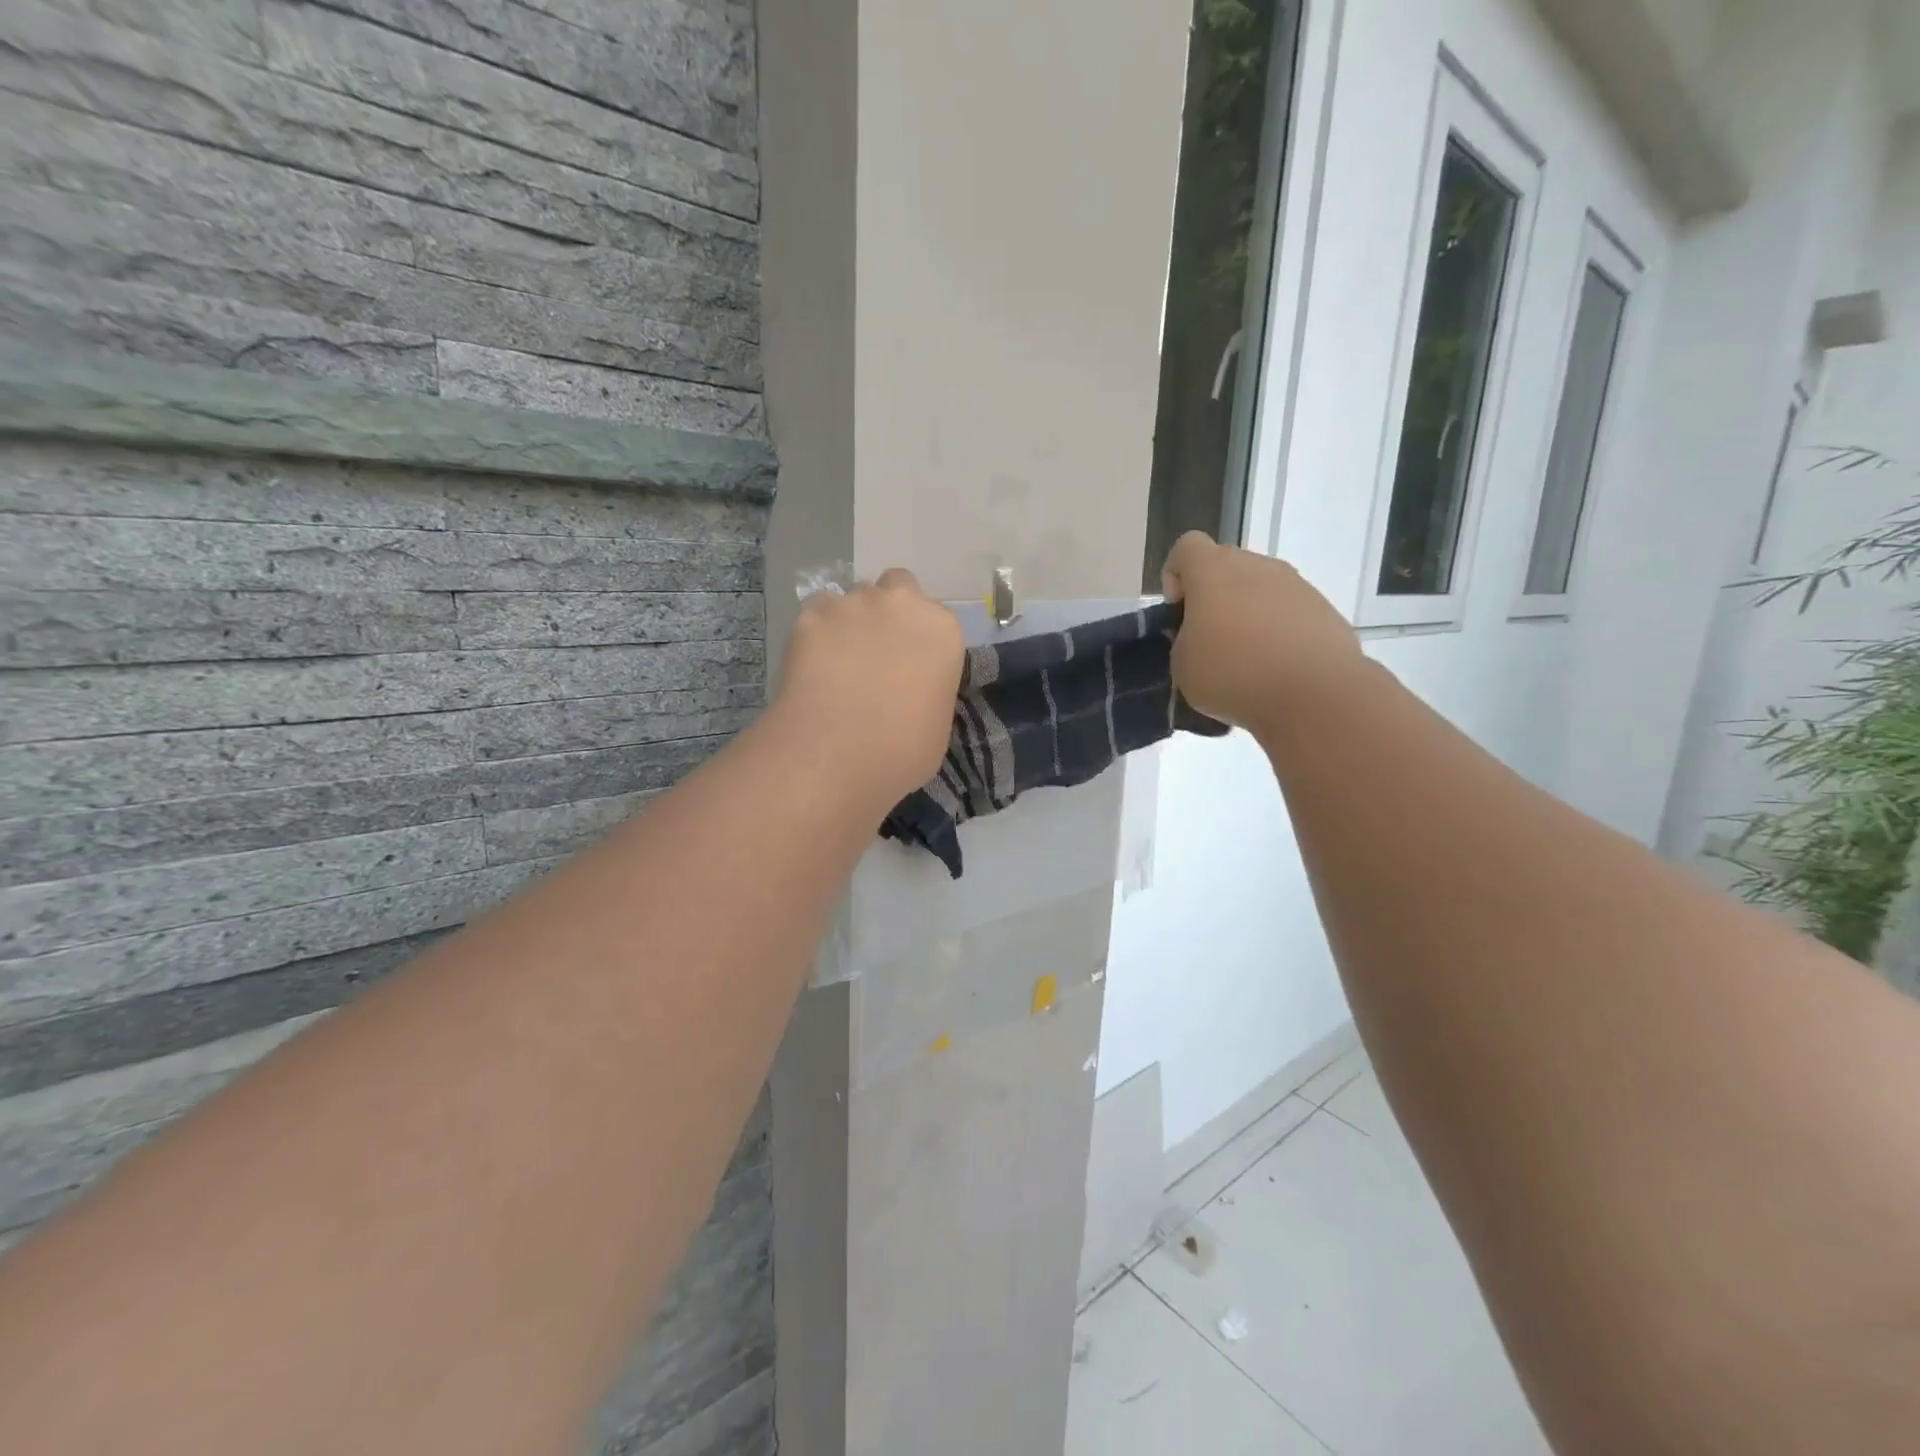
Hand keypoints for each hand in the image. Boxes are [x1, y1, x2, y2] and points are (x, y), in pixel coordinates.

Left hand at [774, 569, 964, 810]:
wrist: (834, 754)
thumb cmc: (901, 751)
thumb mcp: (938, 724)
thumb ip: (930, 689)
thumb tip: (912, 688)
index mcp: (942, 630)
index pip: (937, 618)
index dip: (922, 640)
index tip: (912, 666)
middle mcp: (901, 604)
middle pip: (898, 587)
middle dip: (890, 610)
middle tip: (878, 651)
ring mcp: (852, 605)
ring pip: (853, 598)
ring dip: (851, 620)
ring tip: (838, 661)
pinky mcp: (810, 615)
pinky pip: (816, 613)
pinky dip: (816, 632)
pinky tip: (811, 664)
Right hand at [1161, 532, 1362, 731]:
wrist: (1313, 694)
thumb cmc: (1233, 674)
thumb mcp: (1182, 666)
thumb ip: (1183, 640)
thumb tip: (1199, 634)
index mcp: (1213, 571)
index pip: (1187, 547)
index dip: (1176, 576)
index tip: (1179, 614)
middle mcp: (1255, 565)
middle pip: (1225, 566)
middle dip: (1213, 597)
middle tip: (1209, 640)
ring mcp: (1294, 584)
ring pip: (1259, 588)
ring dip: (1247, 613)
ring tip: (1247, 658)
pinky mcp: (1322, 608)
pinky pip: (1288, 610)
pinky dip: (1277, 630)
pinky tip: (1276, 666)